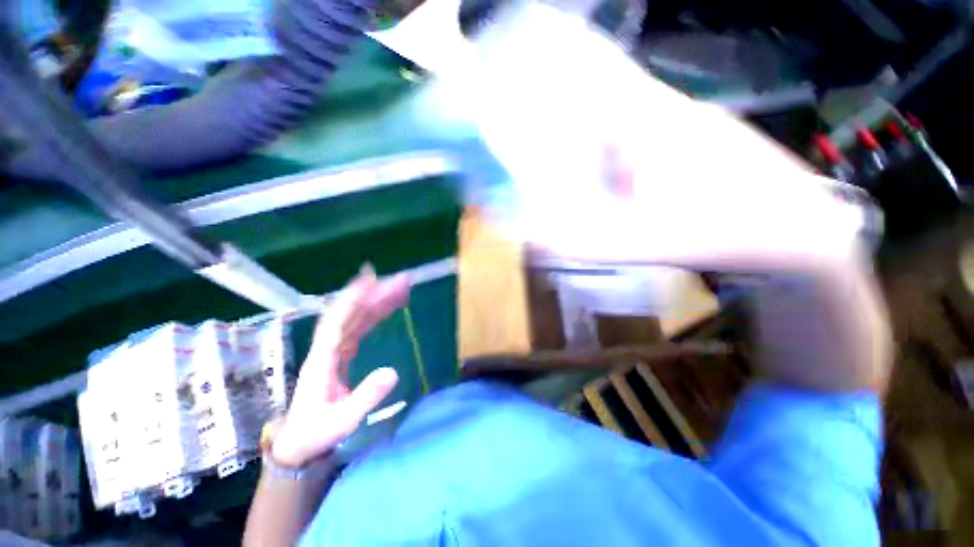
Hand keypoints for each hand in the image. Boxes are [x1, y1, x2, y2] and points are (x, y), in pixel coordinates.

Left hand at [272, 266, 410, 466]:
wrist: (299, 443)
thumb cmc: (317, 433)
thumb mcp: (343, 421)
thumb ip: (366, 397)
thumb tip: (393, 371)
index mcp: (322, 360)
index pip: (336, 322)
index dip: (352, 299)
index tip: (371, 281)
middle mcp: (327, 348)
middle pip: (351, 314)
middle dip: (375, 295)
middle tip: (401, 282)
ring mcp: (334, 349)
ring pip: (356, 318)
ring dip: (377, 301)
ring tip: (400, 289)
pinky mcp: (341, 353)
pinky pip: (359, 327)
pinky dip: (373, 314)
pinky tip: (387, 307)